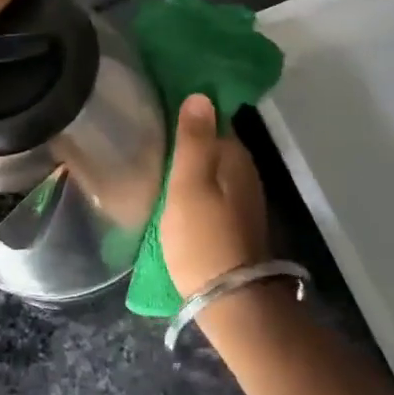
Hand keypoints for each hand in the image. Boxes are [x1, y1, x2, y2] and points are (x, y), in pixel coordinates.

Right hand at [159, 94, 269, 295]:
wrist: (230, 301)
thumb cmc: (203, 238)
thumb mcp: (188, 185)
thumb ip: (193, 140)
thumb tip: (200, 94)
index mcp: (234, 156)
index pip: (212, 117)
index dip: (187, 110)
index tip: (157, 106)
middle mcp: (245, 171)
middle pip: (213, 142)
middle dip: (187, 136)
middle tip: (148, 131)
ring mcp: (242, 198)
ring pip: (212, 167)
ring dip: (189, 161)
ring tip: (154, 157)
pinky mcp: (234, 221)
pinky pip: (212, 188)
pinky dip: (194, 184)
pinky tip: (172, 190)